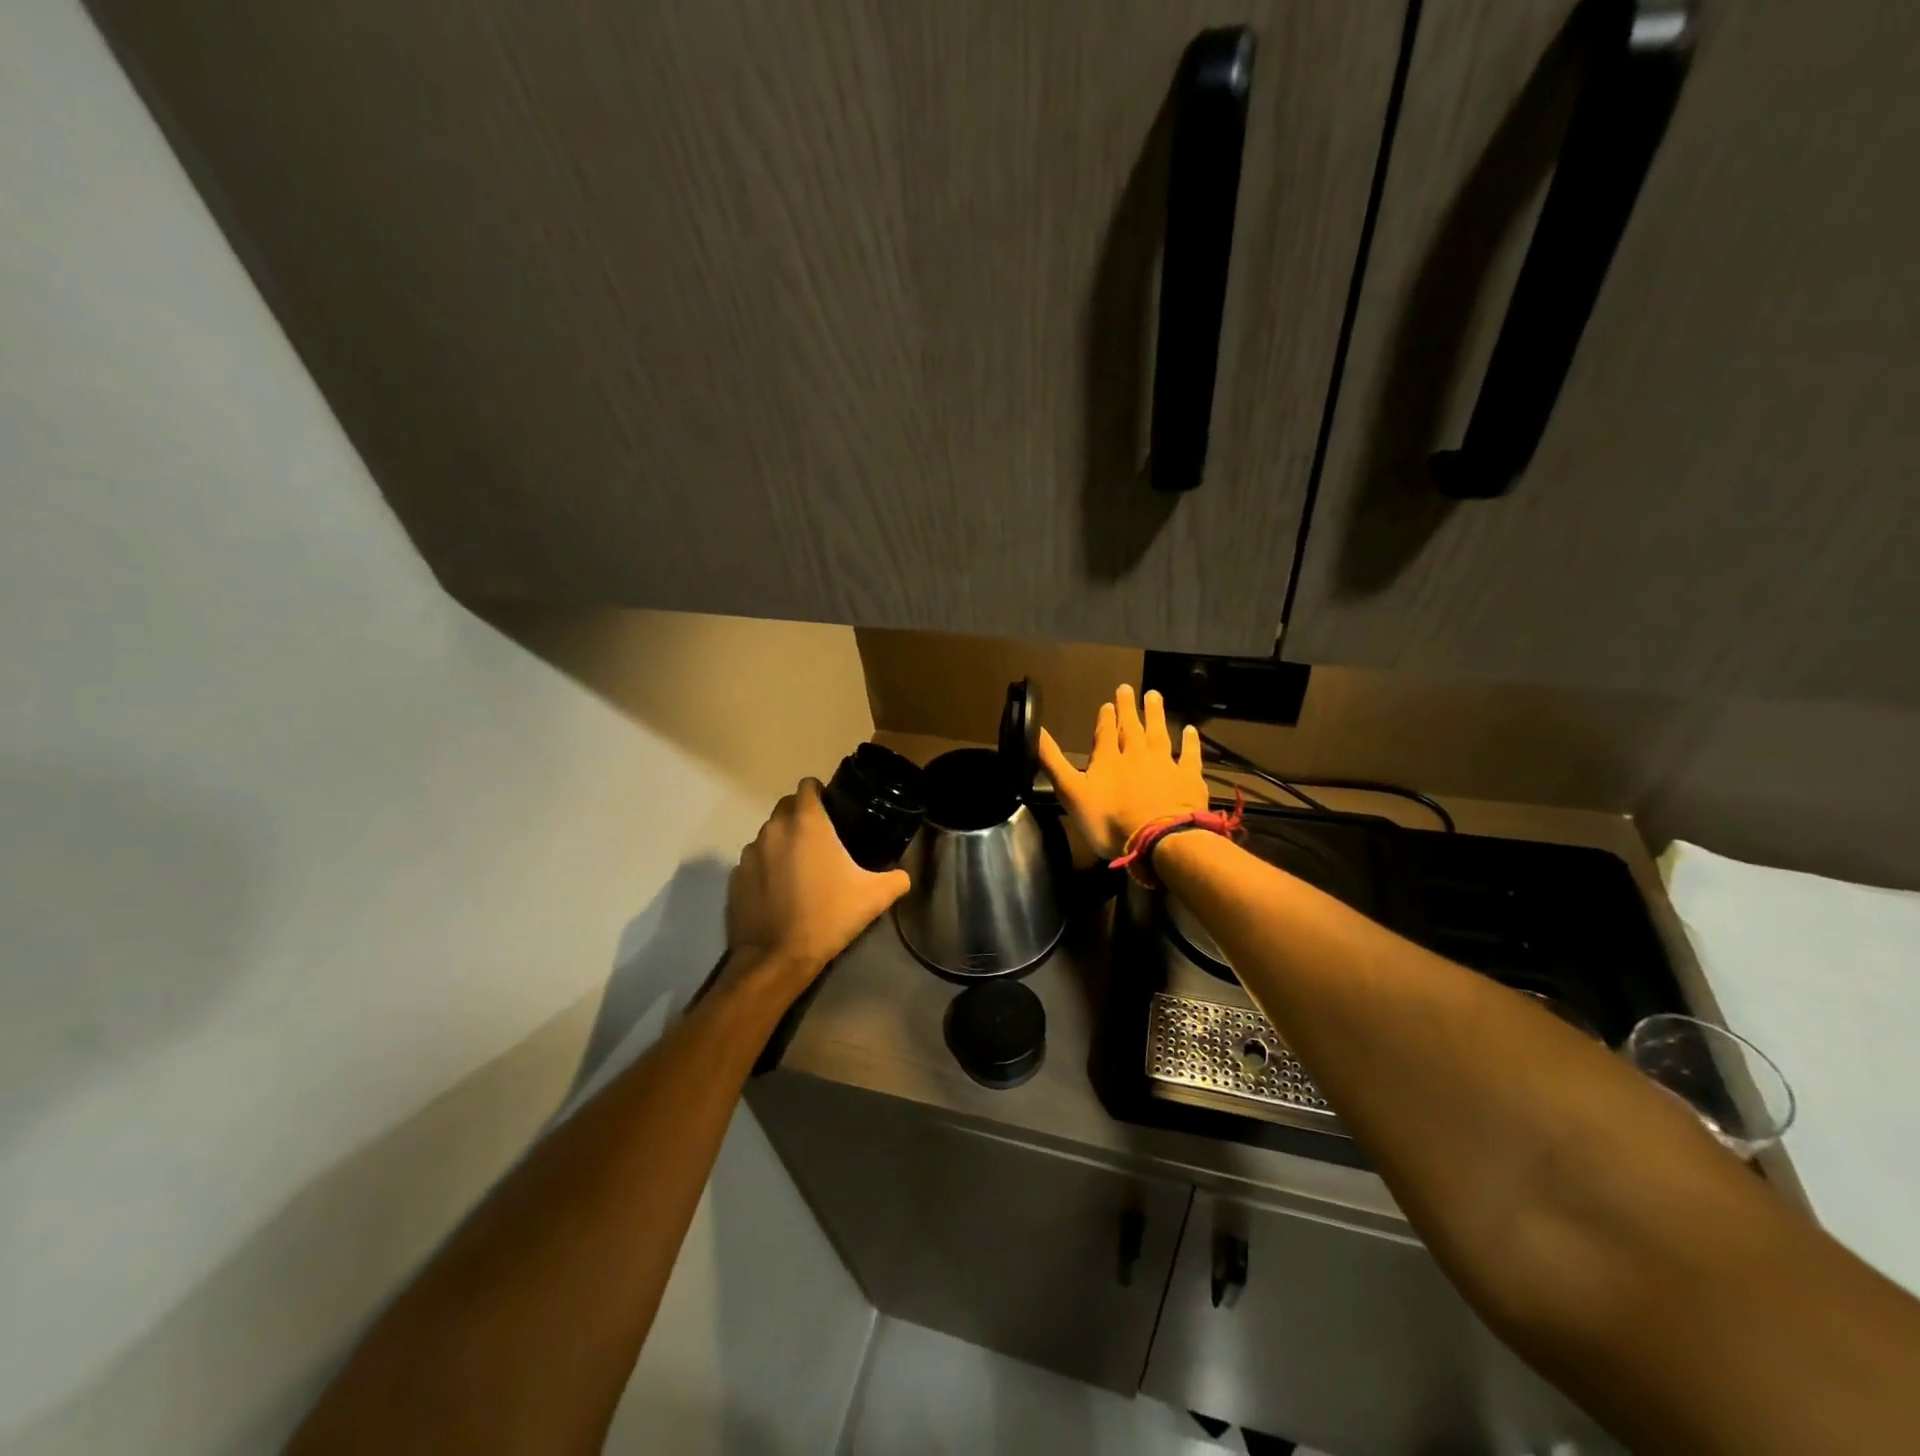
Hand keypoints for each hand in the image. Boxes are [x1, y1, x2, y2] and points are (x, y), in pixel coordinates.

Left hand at [726, 778, 910, 990]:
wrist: (777, 958)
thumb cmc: (828, 917)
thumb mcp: (874, 898)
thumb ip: (896, 879)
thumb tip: (903, 875)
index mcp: (807, 823)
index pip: (808, 785)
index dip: (821, 792)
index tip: (834, 810)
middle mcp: (774, 829)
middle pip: (786, 806)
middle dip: (802, 815)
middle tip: (823, 840)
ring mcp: (750, 853)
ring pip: (769, 834)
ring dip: (783, 842)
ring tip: (801, 868)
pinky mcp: (735, 877)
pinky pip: (754, 861)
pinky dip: (766, 867)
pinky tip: (780, 890)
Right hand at [1037, 685, 1207, 858]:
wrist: (1159, 839)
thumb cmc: (1110, 821)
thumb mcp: (1071, 792)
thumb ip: (1053, 762)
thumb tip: (1035, 730)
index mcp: (1107, 760)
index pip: (1104, 733)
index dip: (1105, 718)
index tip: (1107, 703)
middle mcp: (1136, 755)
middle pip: (1131, 728)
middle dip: (1127, 708)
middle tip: (1127, 688)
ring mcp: (1164, 765)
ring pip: (1158, 734)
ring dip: (1155, 714)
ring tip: (1154, 695)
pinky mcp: (1188, 779)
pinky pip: (1189, 755)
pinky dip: (1190, 742)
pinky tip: (1191, 730)